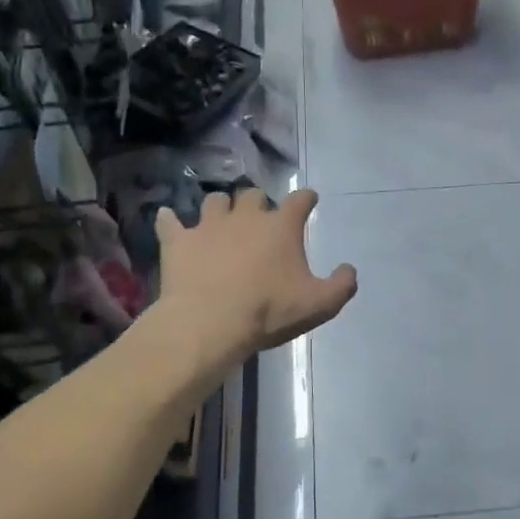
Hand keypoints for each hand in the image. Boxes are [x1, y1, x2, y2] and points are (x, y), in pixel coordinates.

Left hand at [158, 188, 356, 359]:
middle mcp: (245, 216)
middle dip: (259, 202)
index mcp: (281, 227)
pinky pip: (170, 222)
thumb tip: (349, 270)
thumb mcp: (319, 305)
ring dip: (221, 208)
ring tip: (221, 220)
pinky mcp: (178, 241)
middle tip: (260, 218)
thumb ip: (341, 285)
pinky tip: (169, 222)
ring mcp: (208, 226)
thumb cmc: (268, 311)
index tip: (309, 200)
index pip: (300, 200)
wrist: (209, 323)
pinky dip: (171, 222)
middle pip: (253, 194)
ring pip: (215, 202)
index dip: (306, 198)